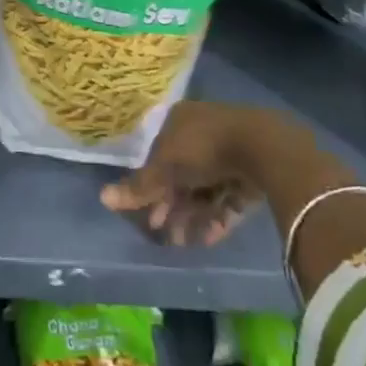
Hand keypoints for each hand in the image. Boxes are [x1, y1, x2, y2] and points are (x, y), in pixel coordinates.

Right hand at [100, 101, 289, 245]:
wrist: (262, 147)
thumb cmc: (204, 148)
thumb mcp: (166, 168)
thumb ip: (139, 186)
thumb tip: (102, 197)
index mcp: (179, 121)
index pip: (159, 156)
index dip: (152, 187)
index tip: (148, 216)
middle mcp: (202, 132)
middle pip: (182, 174)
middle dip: (173, 206)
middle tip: (166, 235)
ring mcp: (230, 151)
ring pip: (205, 188)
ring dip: (194, 216)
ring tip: (186, 244)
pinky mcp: (252, 172)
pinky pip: (229, 196)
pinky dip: (218, 216)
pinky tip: (210, 238)